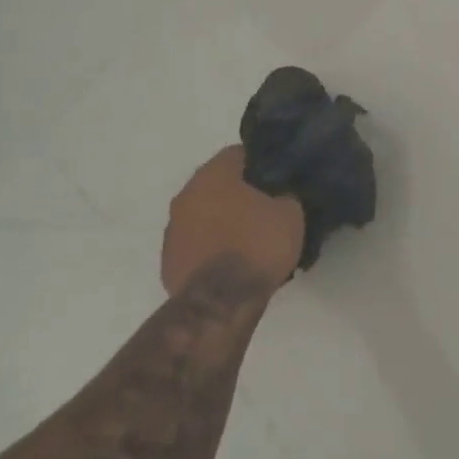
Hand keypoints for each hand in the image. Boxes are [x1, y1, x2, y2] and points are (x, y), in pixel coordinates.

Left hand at [161, 146, 305, 296]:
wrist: (220, 303)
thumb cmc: (257, 246)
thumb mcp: (290, 213)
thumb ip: (284, 195)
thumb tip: (280, 196)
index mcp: (212, 175)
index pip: (237, 154)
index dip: (260, 164)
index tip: (276, 179)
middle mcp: (186, 195)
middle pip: (216, 185)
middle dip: (238, 194)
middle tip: (265, 209)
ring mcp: (172, 231)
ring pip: (202, 215)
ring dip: (221, 222)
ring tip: (247, 241)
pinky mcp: (168, 263)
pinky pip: (194, 245)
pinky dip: (209, 249)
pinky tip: (230, 264)